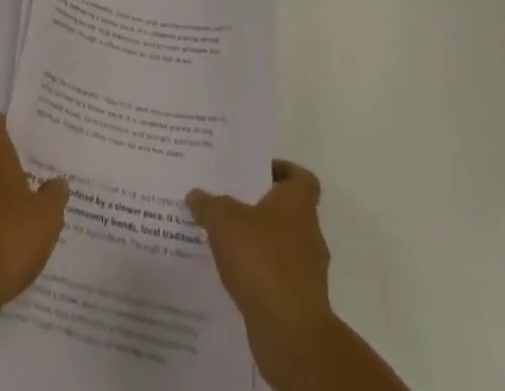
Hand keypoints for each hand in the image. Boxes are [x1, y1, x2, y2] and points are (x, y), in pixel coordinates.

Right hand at [187, 160, 333, 337]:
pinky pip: (276, 277)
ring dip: (257, 243)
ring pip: (280, 246)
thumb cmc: (261, 260)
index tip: (256, 172)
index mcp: (297, 204)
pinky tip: (232, 274)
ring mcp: (307, 272)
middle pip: (287, 211)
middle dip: (259, 207)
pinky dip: (259, 274)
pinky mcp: (300, 303)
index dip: (282, 170)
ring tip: (223, 239)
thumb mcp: (223, 220)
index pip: (301, 178)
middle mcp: (308, 233)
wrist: (290, 333)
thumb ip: (208, 204)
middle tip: (228, 201)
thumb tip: (195, 195)